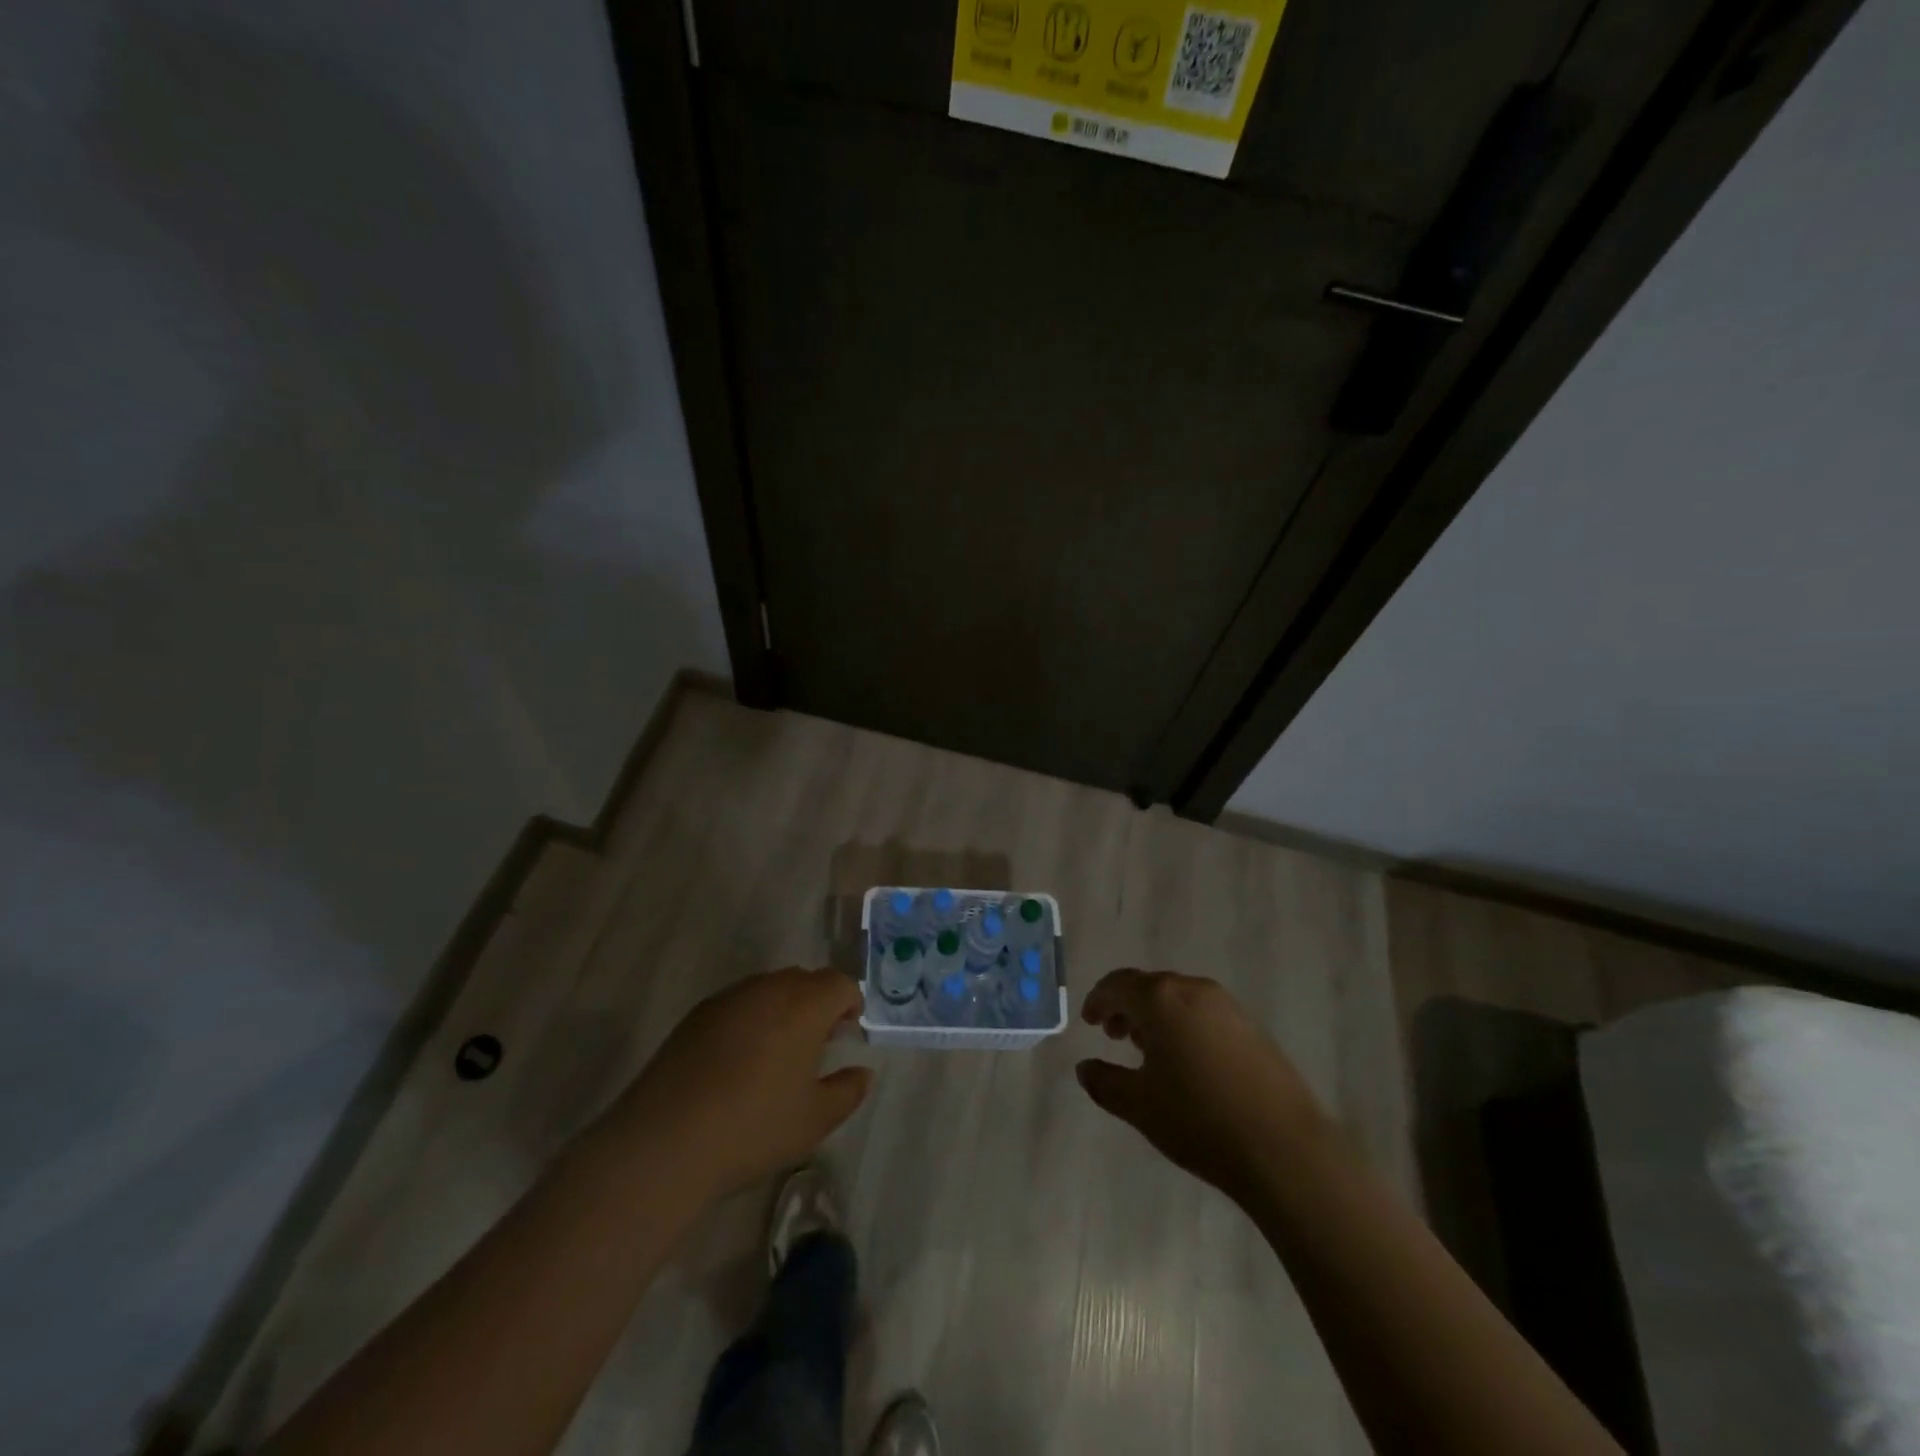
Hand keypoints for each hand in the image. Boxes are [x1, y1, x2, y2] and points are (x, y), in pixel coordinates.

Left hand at [605, 967, 872, 1203]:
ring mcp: (728, 998)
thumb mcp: (815, 1119)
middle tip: (817, 1041)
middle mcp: (768, 989)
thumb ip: (848, 1091)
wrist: (667, 1141)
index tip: (847, 1032)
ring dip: (783, 1008)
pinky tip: (739, 1060)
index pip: (839, 984)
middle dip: (817, 1002)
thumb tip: (863, 1072)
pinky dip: (750, 1018)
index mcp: (804, 1005)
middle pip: (804, 979)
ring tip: (778, 1051)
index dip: (850, 1003)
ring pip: (769, 988)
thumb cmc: (754, 1127)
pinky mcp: (697, 1015)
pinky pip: (738, 1003)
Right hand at [1076, 970, 1326, 1204]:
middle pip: (1149, 987)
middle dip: (1127, 1007)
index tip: (1089, 1022)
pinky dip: (1184, 1026)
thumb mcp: (1138, 1106)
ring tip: (1148, 1052)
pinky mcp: (1252, 1028)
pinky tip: (1187, 1063)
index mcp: (1160, 998)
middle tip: (1113, 1036)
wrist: (1284, 1149)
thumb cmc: (1198, 1120)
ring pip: (1179, 999)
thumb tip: (1084, 1067)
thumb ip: (1104, 1082)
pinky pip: (1204, 1013)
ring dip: (1156, 1017)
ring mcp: (1228, 1006)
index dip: (1098, 1000)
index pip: (1118, 984)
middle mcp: (1193, 989)